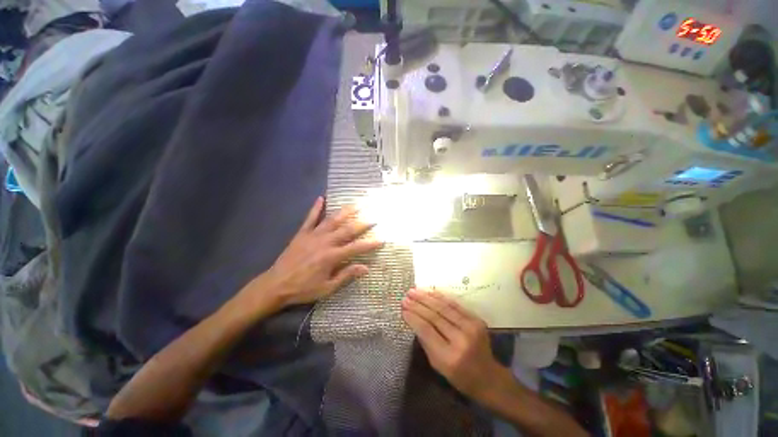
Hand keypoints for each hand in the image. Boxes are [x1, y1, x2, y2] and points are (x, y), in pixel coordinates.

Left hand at [258, 197, 382, 307]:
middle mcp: (325, 242)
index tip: (381, 239)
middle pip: (347, 230)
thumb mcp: (327, 288)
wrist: (275, 285)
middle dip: (362, 223)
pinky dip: (316, 208)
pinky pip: (310, 218)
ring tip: (356, 204)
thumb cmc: (303, 288)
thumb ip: (346, 275)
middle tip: (374, 216)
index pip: (356, 248)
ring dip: (345, 212)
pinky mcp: (302, 233)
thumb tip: (365, 268)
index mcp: (332, 257)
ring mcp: (313, 235)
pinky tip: (321, 198)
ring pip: (332, 220)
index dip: (370, 244)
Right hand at [402, 289, 506, 400]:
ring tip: (414, 291)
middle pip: (434, 316)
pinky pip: (455, 304)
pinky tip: (430, 291)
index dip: (413, 317)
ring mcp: (471, 327)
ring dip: (426, 297)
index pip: (426, 330)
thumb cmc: (459, 376)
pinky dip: (440, 296)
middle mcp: (461, 339)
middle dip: (417, 304)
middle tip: (406, 297)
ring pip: (444, 307)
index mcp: (449, 356)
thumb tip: (413, 318)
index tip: (403, 308)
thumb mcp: (437, 365)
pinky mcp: (476, 319)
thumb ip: (425, 341)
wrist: (488, 377)